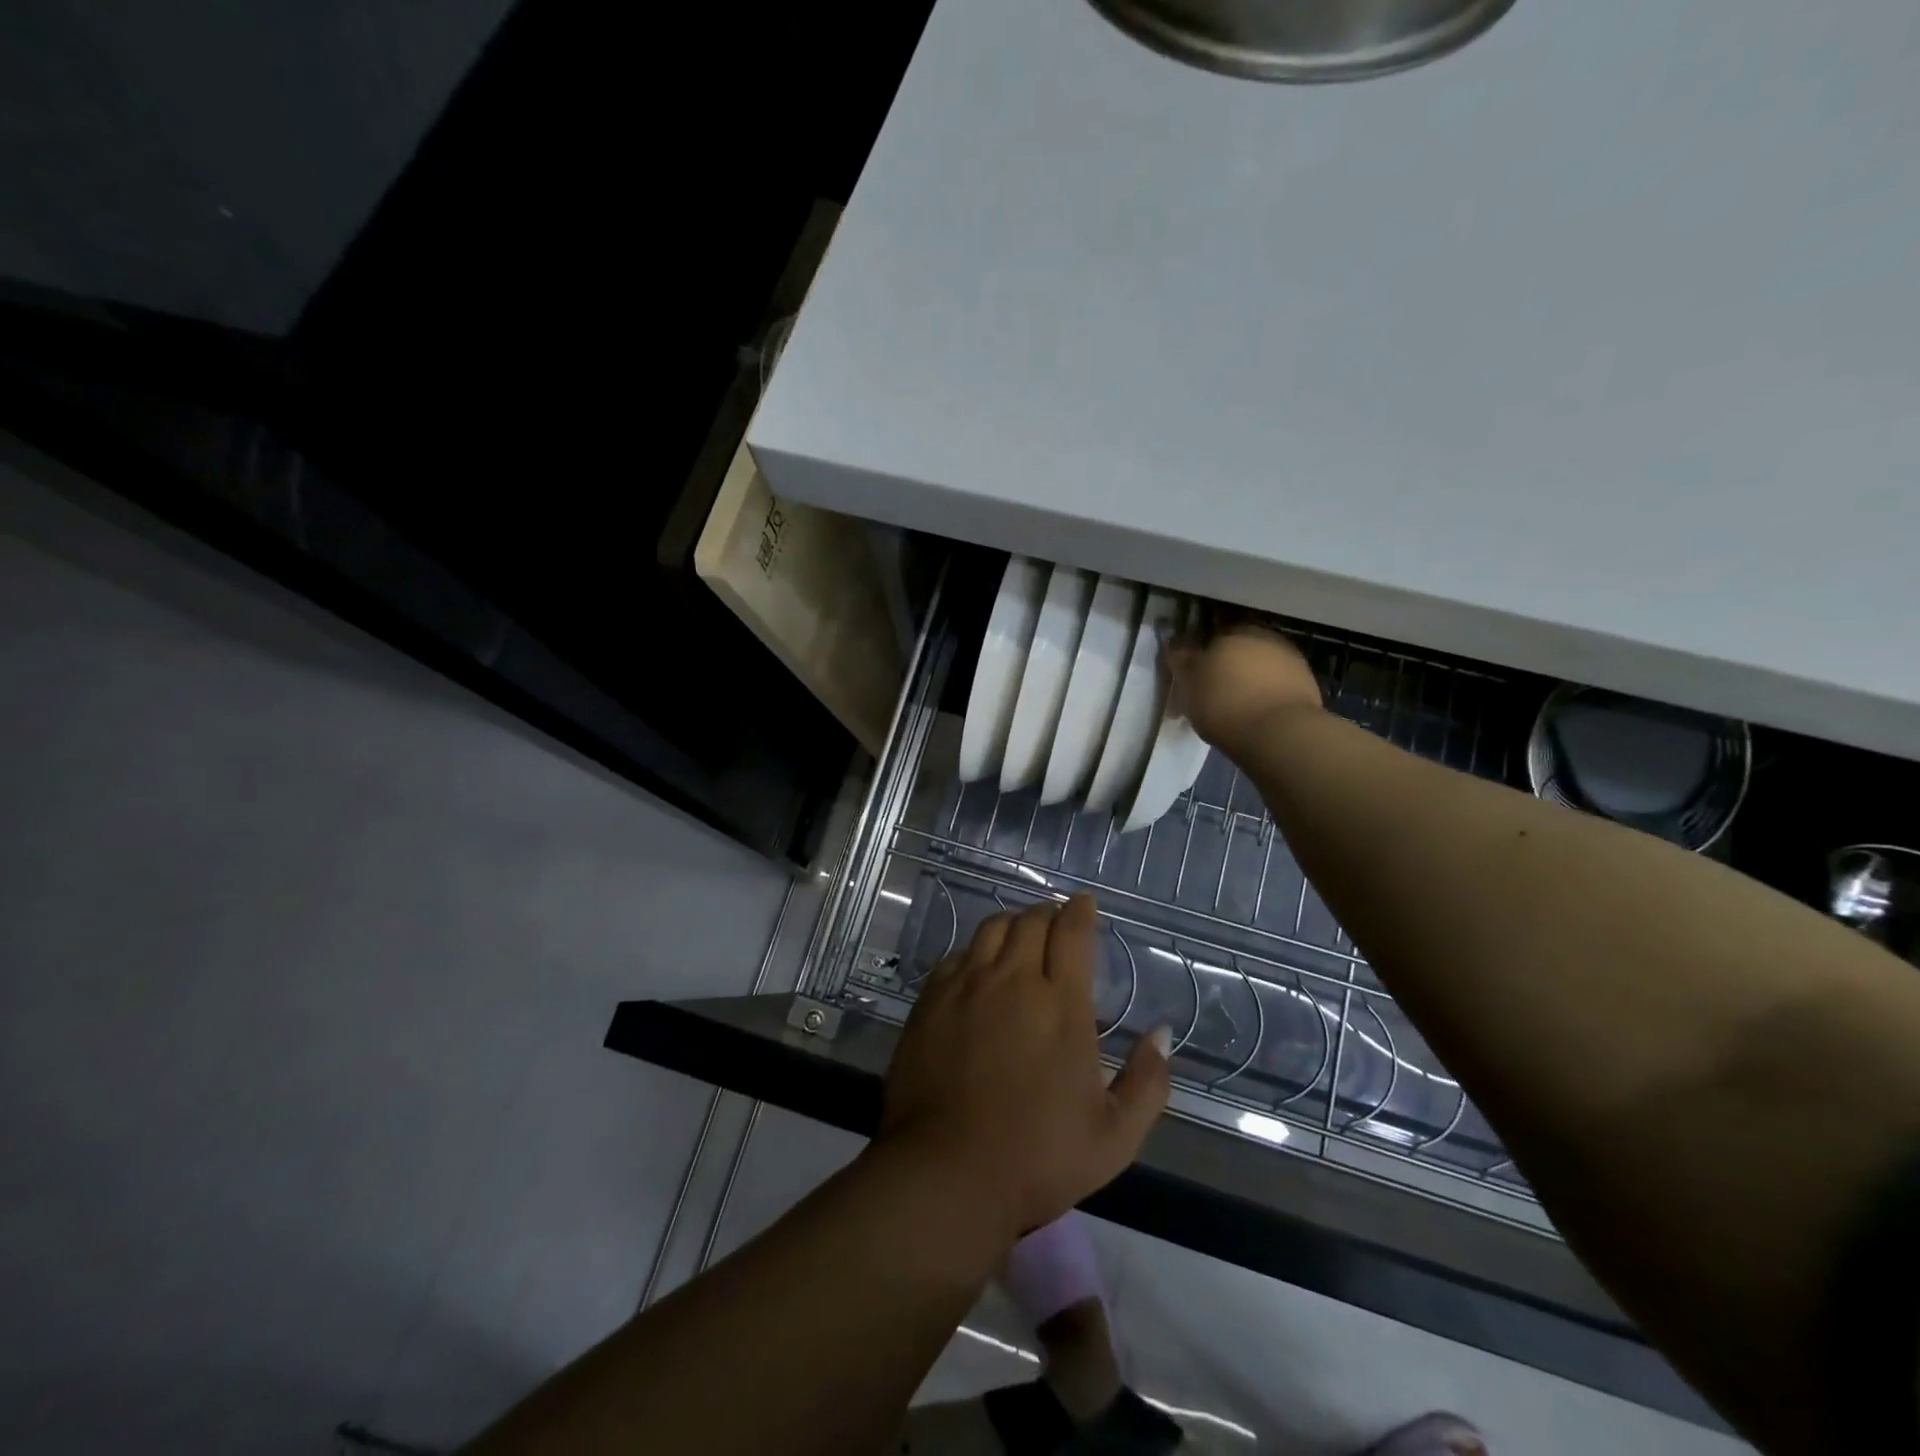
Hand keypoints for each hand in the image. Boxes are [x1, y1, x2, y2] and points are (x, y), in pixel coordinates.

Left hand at [879, 895, 1169, 1241]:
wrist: (946, 1173)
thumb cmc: (1037, 1158)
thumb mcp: (1115, 1137)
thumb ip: (1147, 1082)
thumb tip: (1161, 1034)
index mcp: (1061, 1004)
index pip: (1071, 932)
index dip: (1080, 911)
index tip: (1084, 903)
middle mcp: (1012, 980)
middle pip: (1030, 921)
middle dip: (1047, 913)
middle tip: (1055, 921)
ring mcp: (966, 986)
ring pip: (991, 929)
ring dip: (1012, 924)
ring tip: (1020, 934)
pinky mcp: (930, 1000)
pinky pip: (957, 956)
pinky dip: (976, 952)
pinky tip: (979, 968)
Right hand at [1167, 622, 1321, 753]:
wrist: (1280, 733)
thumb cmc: (1224, 703)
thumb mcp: (1188, 681)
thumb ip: (1180, 657)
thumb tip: (1174, 638)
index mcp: (1232, 630)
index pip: (1210, 633)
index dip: (1199, 653)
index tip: (1192, 674)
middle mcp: (1264, 636)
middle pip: (1237, 648)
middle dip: (1225, 665)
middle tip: (1211, 692)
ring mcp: (1289, 659)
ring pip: (1258, 666)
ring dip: (1246, 680)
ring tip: (1233, 707)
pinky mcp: (1306, 684)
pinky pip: (1276, 685)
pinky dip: (1264, 695)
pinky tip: (1255, 714)